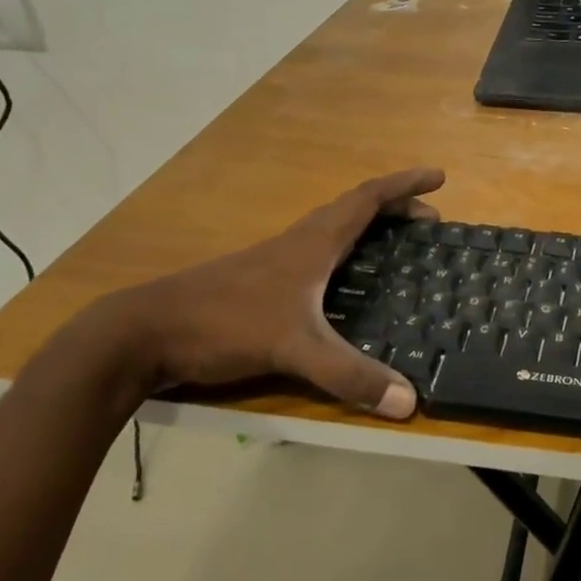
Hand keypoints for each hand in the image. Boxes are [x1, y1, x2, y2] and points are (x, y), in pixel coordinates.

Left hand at [99, 167, 444, 418]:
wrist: (142, 333)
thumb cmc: (223, 323)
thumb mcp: (293, 348)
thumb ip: (349, 375)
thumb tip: (409, 403)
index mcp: (312, 243)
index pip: (366, 199)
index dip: (404, 185)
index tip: (438, 178)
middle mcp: (296, 244)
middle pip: (353, 211)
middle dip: (395, 209)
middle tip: (429, 224)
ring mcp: (274, 263)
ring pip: (332, 232)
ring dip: (369, 229)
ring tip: (396, 248)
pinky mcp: (259, 286)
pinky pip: (316, 256)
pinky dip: (344, 256)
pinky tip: (343, 287)